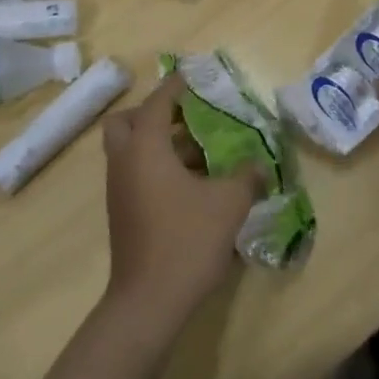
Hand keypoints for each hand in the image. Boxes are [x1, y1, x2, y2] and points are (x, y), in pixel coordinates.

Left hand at [102, 72, 262, 322]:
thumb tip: (260, 166)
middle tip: (187, 117)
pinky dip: (156, 166)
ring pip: (131, 149)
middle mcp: (125, 160)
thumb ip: (246, 178)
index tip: (193, 77)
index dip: (176, 86)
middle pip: (127, 121)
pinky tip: (190, 183)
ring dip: (159, 142)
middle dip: (154, 113)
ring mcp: (118, 188)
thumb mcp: (228, 204)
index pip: (158, 102)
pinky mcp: (121, 211)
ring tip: (199, 150)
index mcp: (146, 147)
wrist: (148, 301)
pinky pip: (134, 172)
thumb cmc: (186, 240)